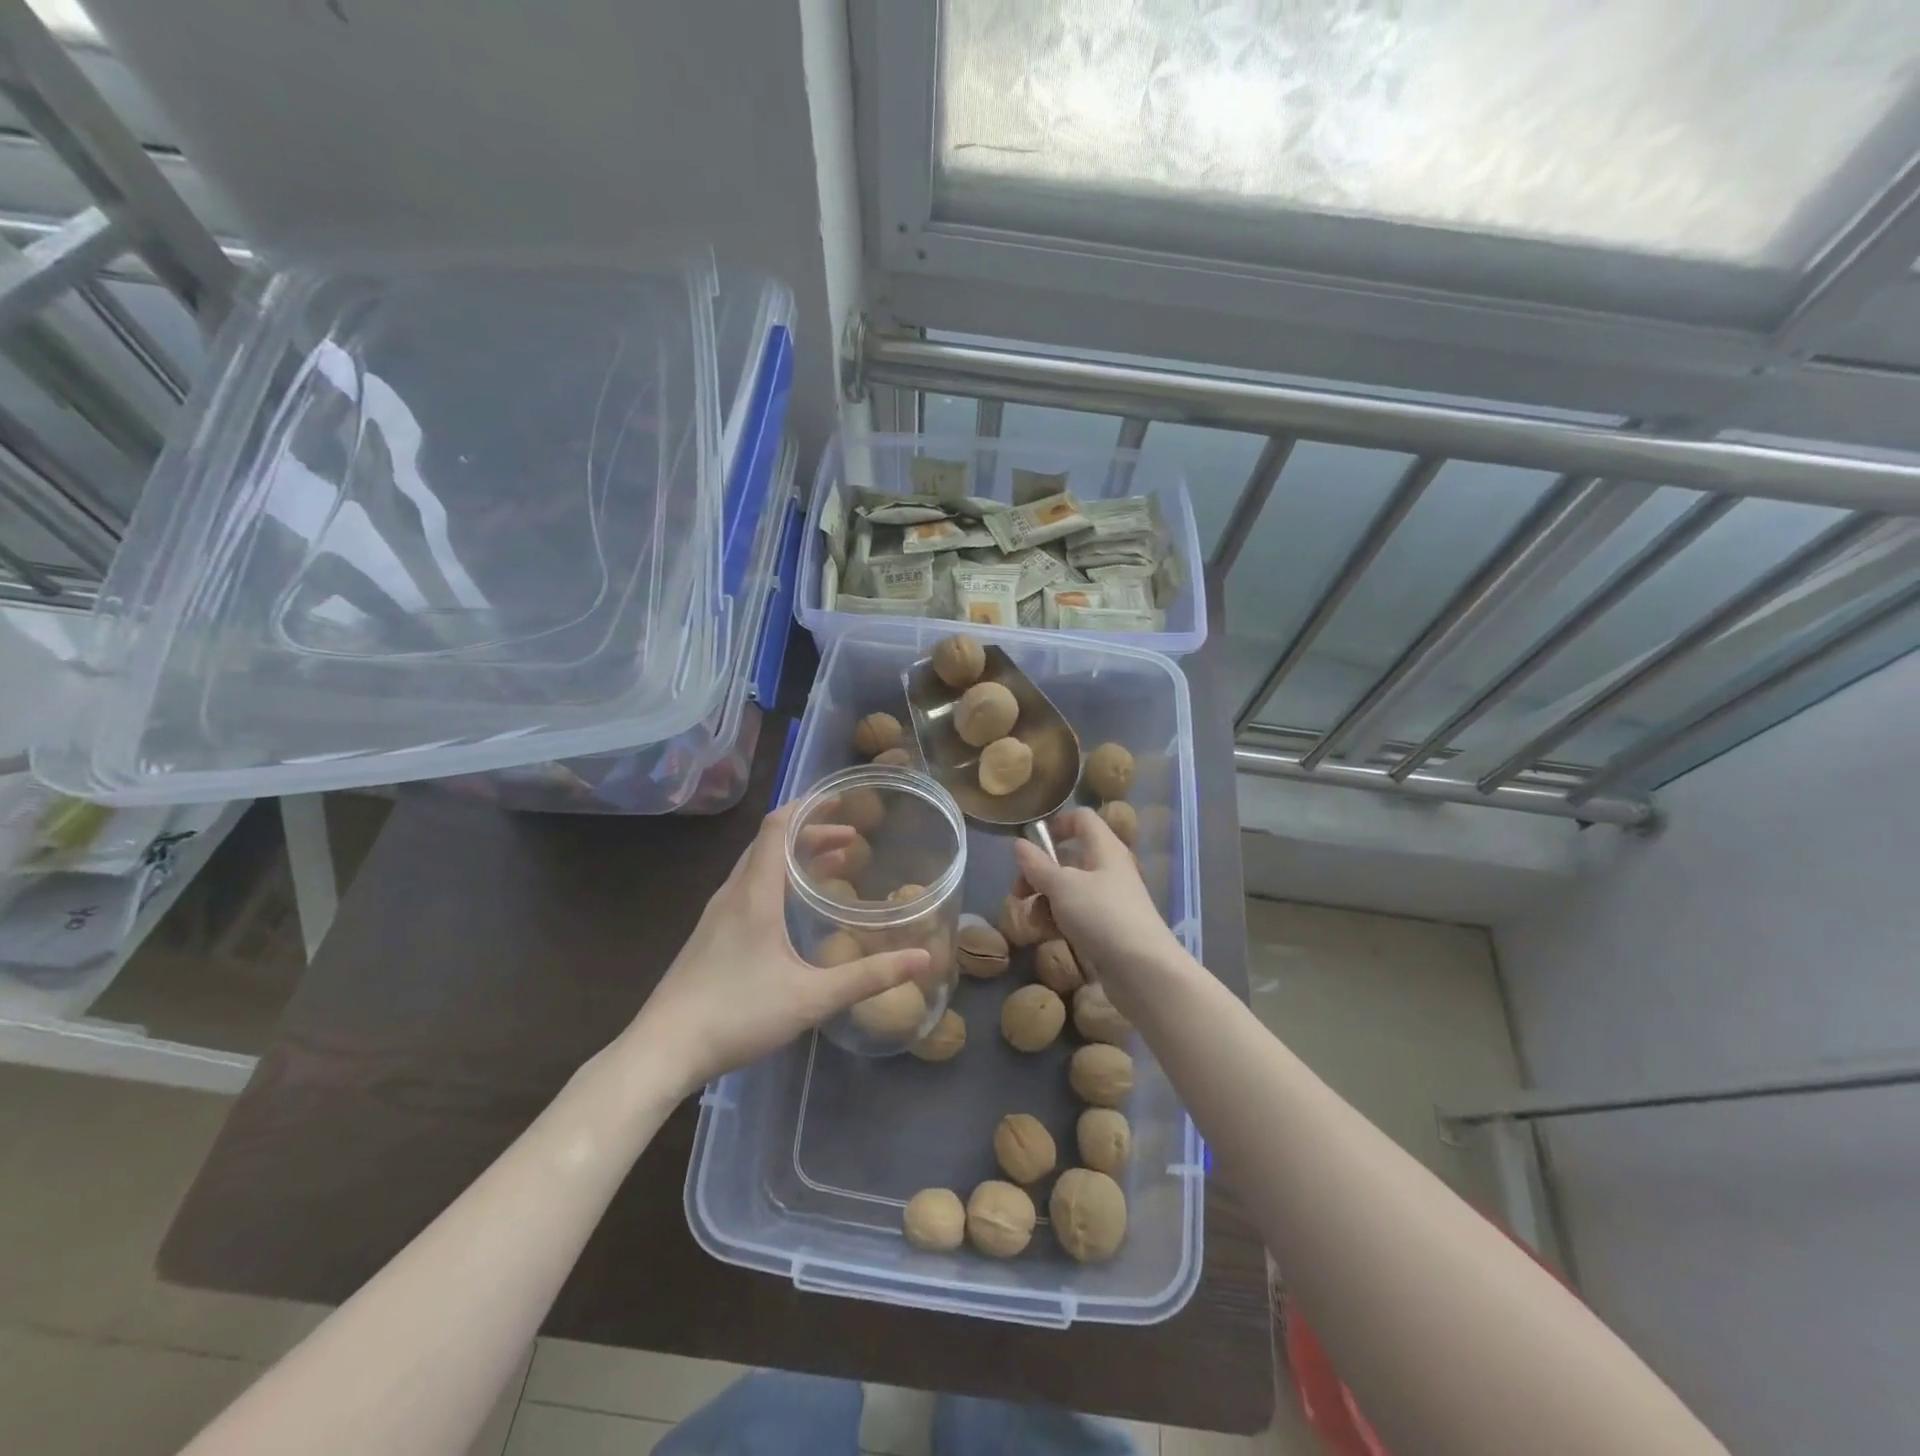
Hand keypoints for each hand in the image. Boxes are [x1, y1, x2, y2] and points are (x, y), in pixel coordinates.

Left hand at [629, 803, 928, 1091]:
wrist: (662, 1050)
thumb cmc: (738, 1014)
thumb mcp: (812, 998)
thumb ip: (869, 977)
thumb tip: (923, 959)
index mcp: (754, 894)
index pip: (777, 828)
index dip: (808, 807)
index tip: (841, 800)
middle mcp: (733, 894)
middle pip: (769, 843)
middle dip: (810, 832)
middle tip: (850, 839)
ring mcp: (716, 915)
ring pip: (757, 866)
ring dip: (793, 856)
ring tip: (831, 865)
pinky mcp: (709, 936)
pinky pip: (748, 888)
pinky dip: (777, 878)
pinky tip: (792, 908)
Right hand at [1013, 808, 1183, 997]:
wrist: (1143, 970)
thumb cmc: (1102, 916)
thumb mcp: (1062, 887)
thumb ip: (1038, 865)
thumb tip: (1019, 844)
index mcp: (1104, 848)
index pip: (1081, 819)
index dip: (1056, 825)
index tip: (1031, 845)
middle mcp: (1109, 868)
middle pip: (1069, 858)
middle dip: (1040, 873)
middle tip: (1019, 892)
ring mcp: (1110, 900)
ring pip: (1070, 889)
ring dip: (1045, 900)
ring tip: (1032, 921)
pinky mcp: (1109, 927)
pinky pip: (1078, 914)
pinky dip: (1060, 920)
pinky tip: (1047, 935)